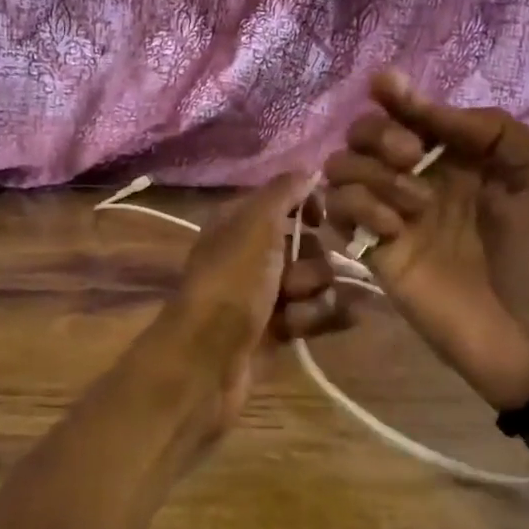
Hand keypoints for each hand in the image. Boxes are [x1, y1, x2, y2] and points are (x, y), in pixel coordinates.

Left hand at [144, 174, 338, 431]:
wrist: (208, 358)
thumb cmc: (232, 282)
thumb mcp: (256, 223)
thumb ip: (284, 192)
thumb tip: (309, 170)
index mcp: (238, 222)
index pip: (284, 200)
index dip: (306, 206)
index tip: (320, 218)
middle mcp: (250, 253)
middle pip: (307, 245)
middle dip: (311, 263)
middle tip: (292, 281)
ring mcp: (262, 293)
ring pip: (314, 282)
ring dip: (313, 296)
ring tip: (292, 313)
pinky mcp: (276, 329)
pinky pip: (313, 314)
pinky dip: (318, 319)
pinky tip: (317, 326)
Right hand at [322, 72, 528, 409]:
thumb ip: (492, 131)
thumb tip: (428, 110)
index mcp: (464, 156)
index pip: (413, 112)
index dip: (395, 94)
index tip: (384, 85)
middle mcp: (422, 178)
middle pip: (366, 133)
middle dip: (379, 134)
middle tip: (411, 158)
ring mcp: (396, 216)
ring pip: (343, 168)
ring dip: (369, 172)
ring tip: (412, 206)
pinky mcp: (378, 254)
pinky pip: (340, 213)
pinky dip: (357, 208)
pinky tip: (393, 231)